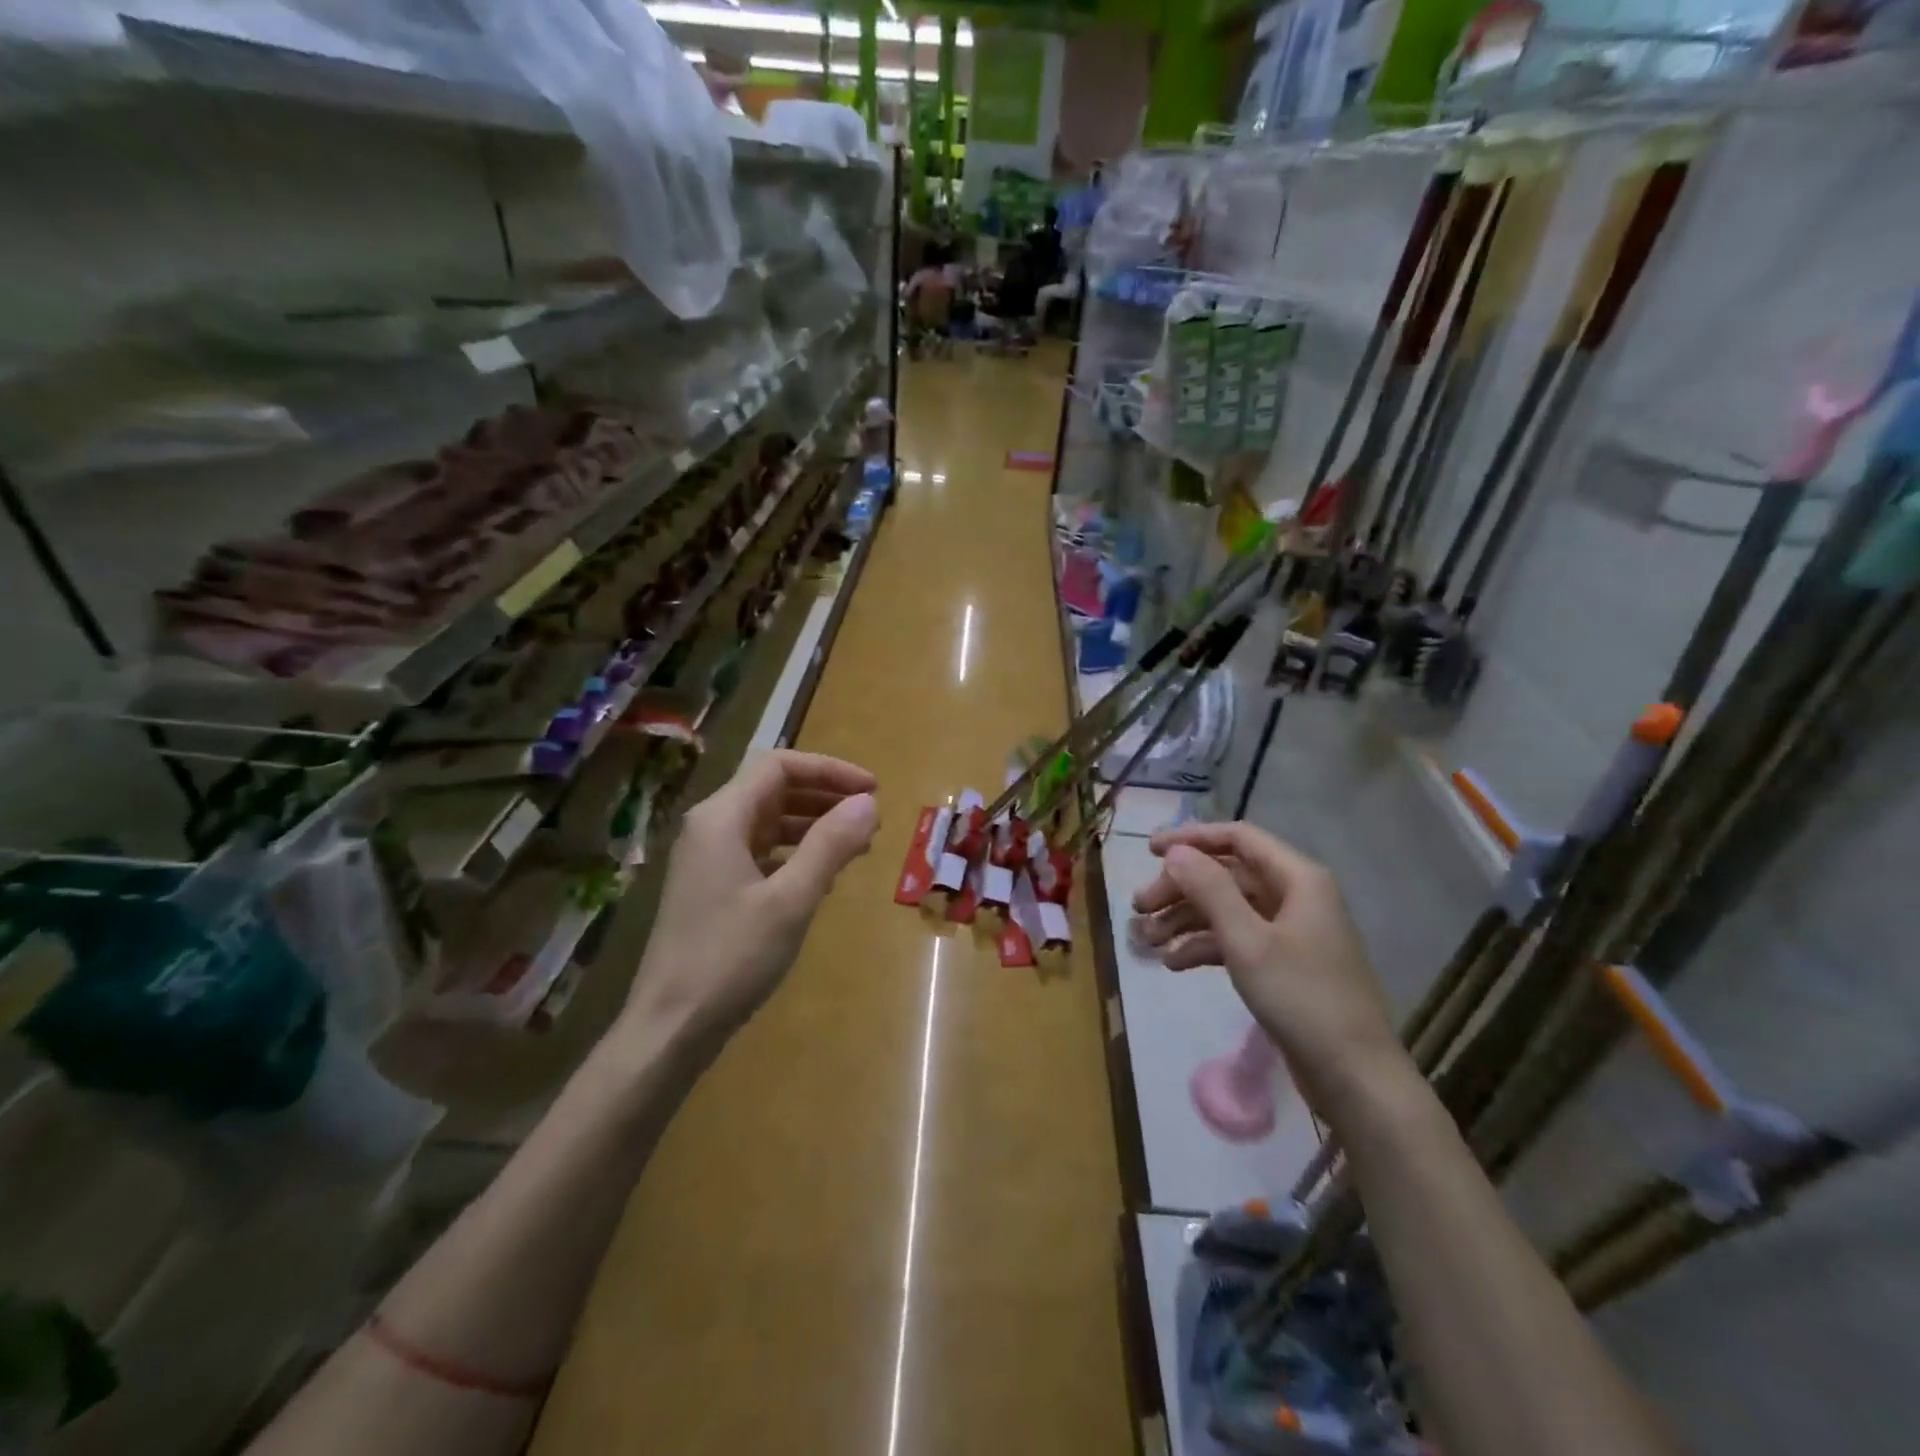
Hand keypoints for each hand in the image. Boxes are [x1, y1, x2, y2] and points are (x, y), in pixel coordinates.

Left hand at [624, 750, 877, 1046]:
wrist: (670, 1027)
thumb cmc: (730, 957)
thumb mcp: (791, 899)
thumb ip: (830, 845)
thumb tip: (868, 803)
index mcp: (722, 818)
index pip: (780, 766)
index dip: (830, 770)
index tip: (872, 790)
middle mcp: (711, 828)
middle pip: (774, 790)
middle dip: (825, 797)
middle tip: (870, 818)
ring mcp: (708, 860)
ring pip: (768, 823)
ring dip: (813, 826)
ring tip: (857, 846)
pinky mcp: (713, 889)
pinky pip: (761, 854)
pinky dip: (795, 855)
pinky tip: (824, 878)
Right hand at [1130, 822, 1404, 1113]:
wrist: (1354, 1076)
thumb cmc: (1301, 997)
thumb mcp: (1247, 940)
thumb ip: (1209, 889)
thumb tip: (1175, 852)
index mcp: (1297, 878)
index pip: (1237, 838)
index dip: (1190, 839)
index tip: (1148, 850)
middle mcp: (1295, 896)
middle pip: (1226, 875)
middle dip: (1180, 888)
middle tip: (1138, 908)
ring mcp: (1289, 932)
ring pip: (1226, 909)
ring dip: (1184, 920)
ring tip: (1146, 941)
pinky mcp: (1283, 965)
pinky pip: (1235, 940)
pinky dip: (1203, 947)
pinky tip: (1173, 964)